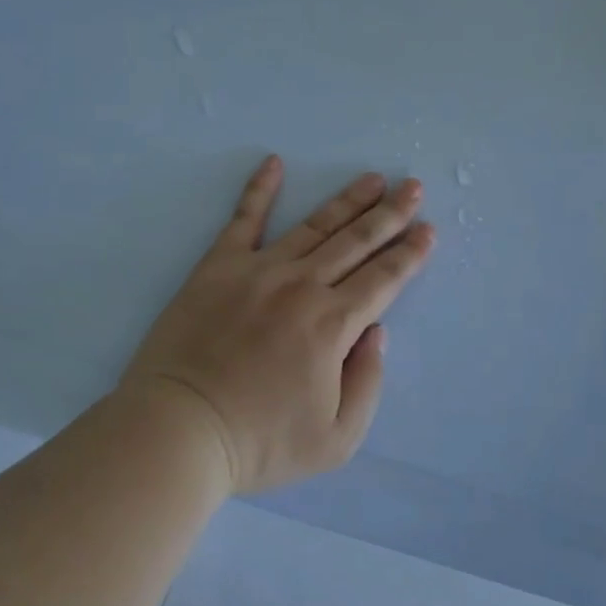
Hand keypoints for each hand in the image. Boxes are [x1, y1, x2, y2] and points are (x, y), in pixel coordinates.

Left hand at [120, 157, 435, 493]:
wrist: (177, 432)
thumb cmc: (260, 443)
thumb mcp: (337, 439)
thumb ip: (368, 382)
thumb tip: (376, 332)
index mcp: (334, 325)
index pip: (384, 279)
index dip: (410, 254)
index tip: (428, 231)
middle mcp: (303, 286)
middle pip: (357, 242)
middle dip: (390, 214)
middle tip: (413, 187)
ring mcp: (259, 270)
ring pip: (315, 225)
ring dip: (348, 200)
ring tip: (372, 179)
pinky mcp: (218, 267)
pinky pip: (243, 219)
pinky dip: (259, 189)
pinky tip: (274, 163)